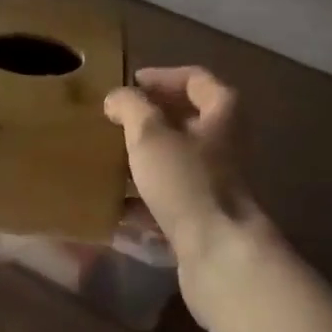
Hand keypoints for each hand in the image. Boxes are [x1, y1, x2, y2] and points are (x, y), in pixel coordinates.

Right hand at [104, 66, 280, 328]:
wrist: (219, 255)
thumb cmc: (186, 181)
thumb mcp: (150, 134)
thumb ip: (131, 107)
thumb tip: (117, 97)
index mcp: (221, 115)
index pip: (196, 80)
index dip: (163, 77)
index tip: (131, 84)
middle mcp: (224, 146)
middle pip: (186, 122)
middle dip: (149, 121)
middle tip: (114, 121)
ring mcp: (214, 185)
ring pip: (175, 163)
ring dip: (142, 161)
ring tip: (106, 161)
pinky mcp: (203, 219)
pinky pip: (168, 201)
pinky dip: (142, 201)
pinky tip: (112, 207)